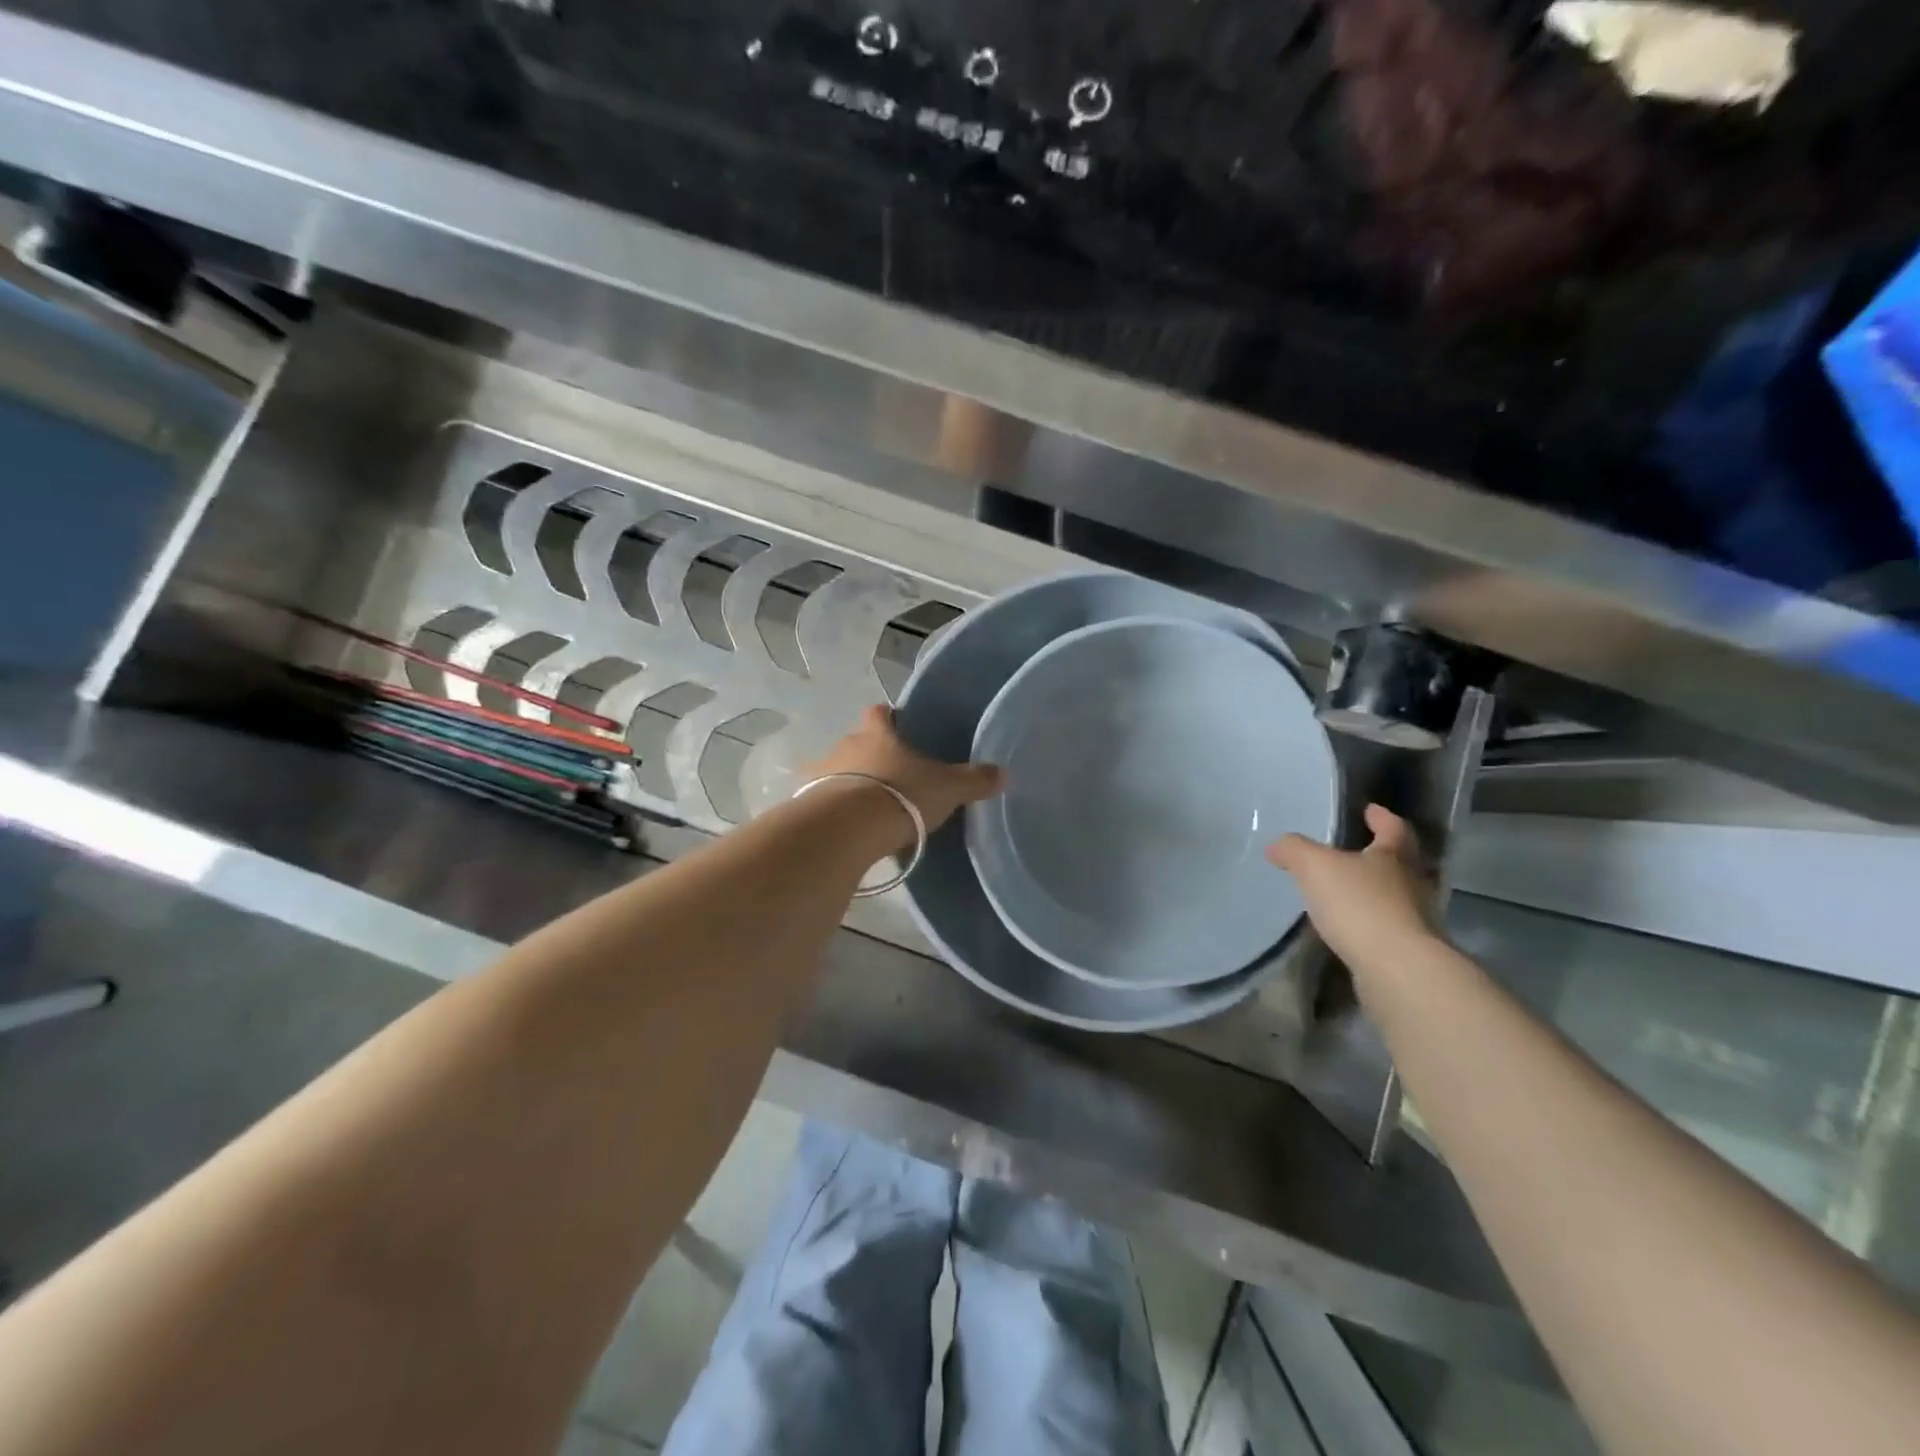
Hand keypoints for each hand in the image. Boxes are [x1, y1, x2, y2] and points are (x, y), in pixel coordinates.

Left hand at [808, 704, 1005, 842]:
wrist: (848, 829)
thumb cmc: (901, 796)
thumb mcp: (947, 789)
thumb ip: (973, 780)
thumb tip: (1002, 773)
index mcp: (878, 734)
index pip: (880, 713)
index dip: (889, 718)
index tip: (899, 727)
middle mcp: (845, 746)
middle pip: (856, 742)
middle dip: (870, 755)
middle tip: (890, 777)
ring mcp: (821, 774)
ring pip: (836, 771)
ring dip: (848, 783)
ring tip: (867, 807)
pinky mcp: (806, 803)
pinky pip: (822, 801)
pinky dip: (833, 809)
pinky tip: (847, 827)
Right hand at [1267, 804, 1440, 970]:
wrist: (1398, 969)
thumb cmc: (1360, 905)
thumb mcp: (1316, 866)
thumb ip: (1294, 850)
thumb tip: (1276, 845)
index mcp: (1394, 856)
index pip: (1393, 828)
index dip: (1381, 818)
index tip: (1370, 810)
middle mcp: (1412, 884)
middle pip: (1401, 863)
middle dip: (1382, 855)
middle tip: (1358, 850)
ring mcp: (1415, 920)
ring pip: (1396, 896)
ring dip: (1375, 892)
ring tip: (1345, 892)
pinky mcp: (1409, 952)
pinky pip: (1387, 928)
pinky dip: (1370, 923)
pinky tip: (1349, 928)